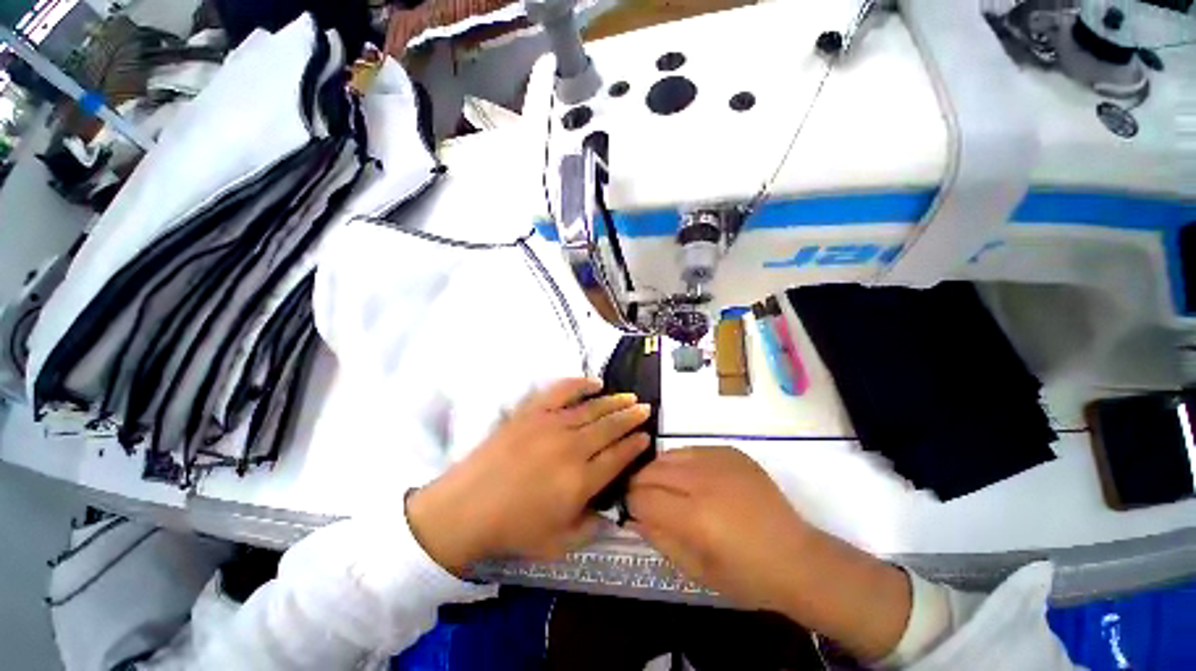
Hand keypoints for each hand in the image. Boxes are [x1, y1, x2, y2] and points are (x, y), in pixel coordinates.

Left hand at [407, 378, 650, 574]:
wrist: (466, 508)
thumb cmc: (514, 529)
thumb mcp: (559, 543)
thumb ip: (592, 526)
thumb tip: (612, 508)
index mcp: (581, 481)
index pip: (619, 457)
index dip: (635, 445)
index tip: (646, 437)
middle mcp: (572, 448)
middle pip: (611, 427)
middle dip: (632, 417)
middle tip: (645, 409)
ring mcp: (551, 425)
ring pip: (593, 408)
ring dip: (615, 401)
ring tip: (630, 397)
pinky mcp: (532, 412)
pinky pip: (562, 391)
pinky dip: (581, 384)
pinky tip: (595, 382)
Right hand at [628, 446, 910, 661]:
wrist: (798, 557)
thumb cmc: (747, 576)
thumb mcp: (697, 570)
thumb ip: (660, 539)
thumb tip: (633, 516)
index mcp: (694, 516)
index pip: (641, 496)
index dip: (630, 503)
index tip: (632, 510)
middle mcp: (703, 480)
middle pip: (651, 470)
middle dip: (639, 484)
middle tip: (645, 499)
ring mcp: (718, 460)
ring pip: (668, 455)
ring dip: (659, 470)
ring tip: (667, 488)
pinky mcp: (731, 452)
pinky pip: (692, 450)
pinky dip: (683, 463)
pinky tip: (692, 479)